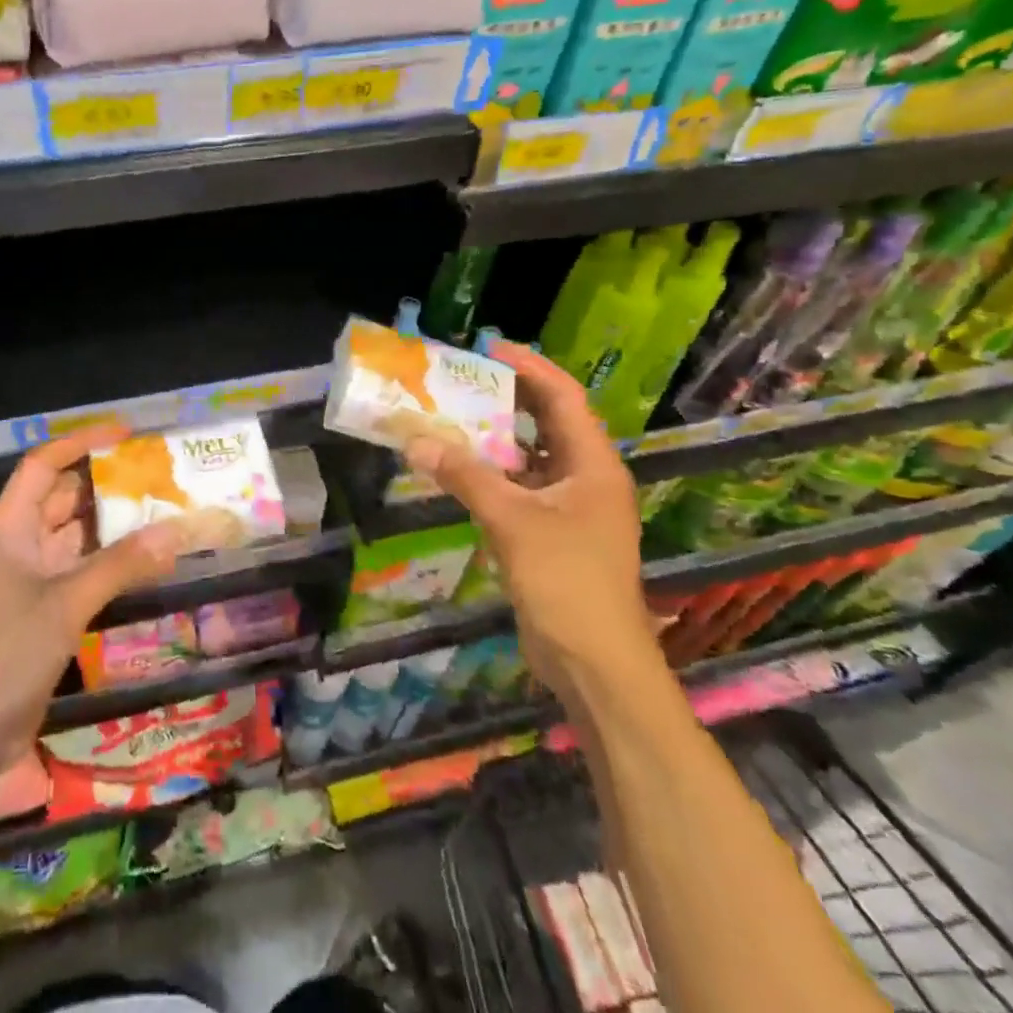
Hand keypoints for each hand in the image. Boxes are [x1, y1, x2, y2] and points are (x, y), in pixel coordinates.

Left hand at [0, 424, 182, 754]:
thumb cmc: (6, 653)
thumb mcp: (66, 603)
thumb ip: (122, 564)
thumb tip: (177, 530)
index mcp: (8, 526)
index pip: (43, 465)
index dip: (81, 443)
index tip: (126, 433)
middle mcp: (17, 542)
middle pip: (60, 496)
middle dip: (103, 482)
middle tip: (154, 471)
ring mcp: (28, 576)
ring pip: (72, 534)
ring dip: (109, 522)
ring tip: (158, 505)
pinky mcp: (41, 607)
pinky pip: (78, 567)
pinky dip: (107, 559)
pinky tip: (142, 556)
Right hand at [403, 342, 652, 696]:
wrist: (596, 664)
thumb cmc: (567, 582)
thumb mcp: (513, 522)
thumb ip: (465, 477)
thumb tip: (416, 440)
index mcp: (592, 464)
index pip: (563, 397)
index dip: (529, 367)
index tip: (488, 347)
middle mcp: (585, 477)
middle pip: (547, 421)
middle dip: (507, 397)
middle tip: (462, 378)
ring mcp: (570, 507)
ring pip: (530, 455)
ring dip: (494, 436)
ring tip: (452, 414)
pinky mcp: (551, 533)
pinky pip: (518, 487)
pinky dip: (490, 473)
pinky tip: (457, 466)